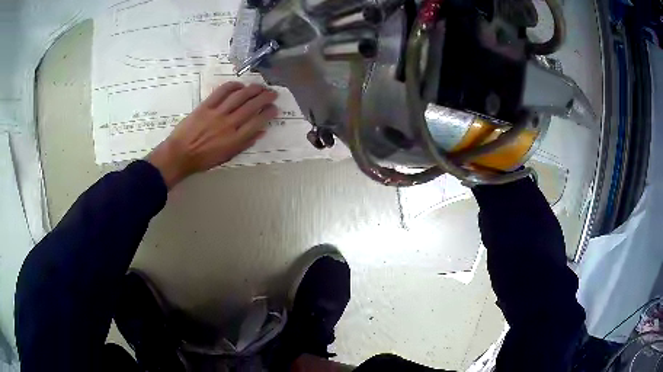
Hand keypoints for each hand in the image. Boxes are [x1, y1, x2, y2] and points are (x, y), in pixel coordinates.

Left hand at [147, 82, 278, 188]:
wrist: (179, 154)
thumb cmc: (203, 159)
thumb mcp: (227, 156)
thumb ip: (245, 143)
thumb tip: (261, 131)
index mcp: (235, 139)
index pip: (257, 122)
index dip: (269, 113)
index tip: (275, 108)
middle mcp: (229, 124)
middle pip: (251, 106)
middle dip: (265, 97)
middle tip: (273, 93)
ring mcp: (217, 113)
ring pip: (239, 96)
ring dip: (253, 89)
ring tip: (261, 86)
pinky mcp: (205, 106)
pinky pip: (221, 91)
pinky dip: (233, 86)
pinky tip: (240, 85)